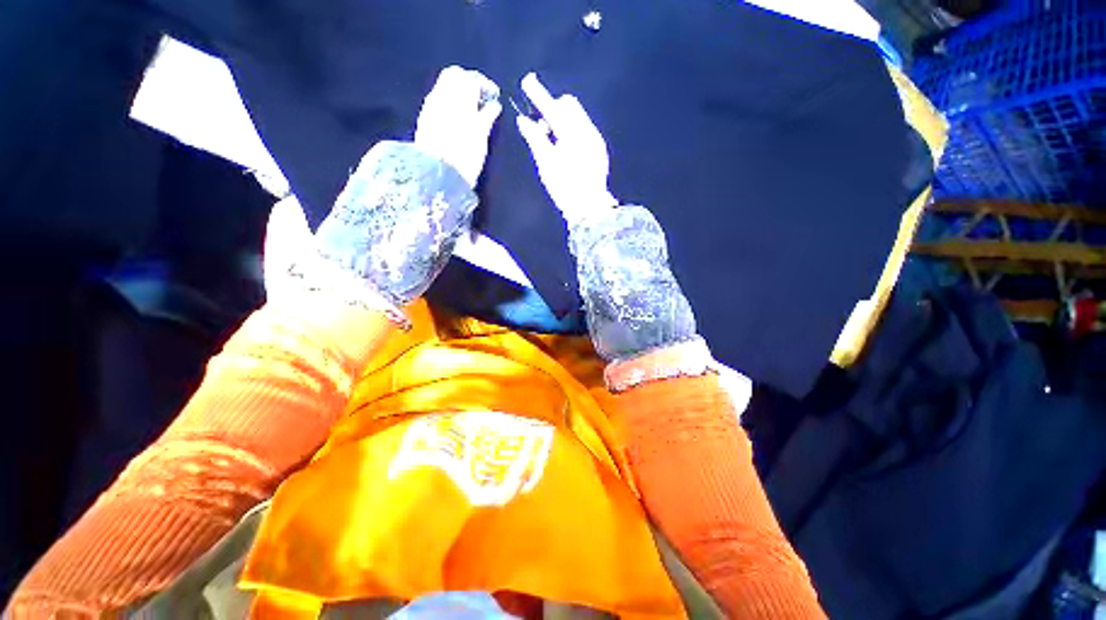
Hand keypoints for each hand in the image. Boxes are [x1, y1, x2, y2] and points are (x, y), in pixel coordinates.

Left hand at [415, 66, 501, 187]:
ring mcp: (431, 106)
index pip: (471, 78)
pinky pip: (439, 100)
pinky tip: (459, 119)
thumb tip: (494, 104)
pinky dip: (450, 103)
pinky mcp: (426, 118)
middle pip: (455, 76)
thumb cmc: (464, 157)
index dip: (484, 84)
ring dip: (459, 93)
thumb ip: (487, 116)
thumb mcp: (481, 136)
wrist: (438, 174)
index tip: (494, 96)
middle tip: (482, 99)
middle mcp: (442, 96)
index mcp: (458, 98)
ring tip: (473, 111)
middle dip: (469, 83)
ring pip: (445, 87)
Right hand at [515, 73, 617, 222]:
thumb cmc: (564, 187)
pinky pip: (584, 128)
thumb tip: (524, 121)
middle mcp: (587, 131)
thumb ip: (535, 139)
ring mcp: (595, 139)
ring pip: (578, 117)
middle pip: (569, 105)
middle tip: (542, 126)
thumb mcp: (546, 164)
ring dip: (563, 120)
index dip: (538, 95)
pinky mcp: (599, 149)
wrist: (589, 207)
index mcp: (572, 134)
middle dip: (554, 108)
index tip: (527, 81)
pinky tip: (566, 148)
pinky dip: (573, 131)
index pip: (552, 107)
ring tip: (553, 140)